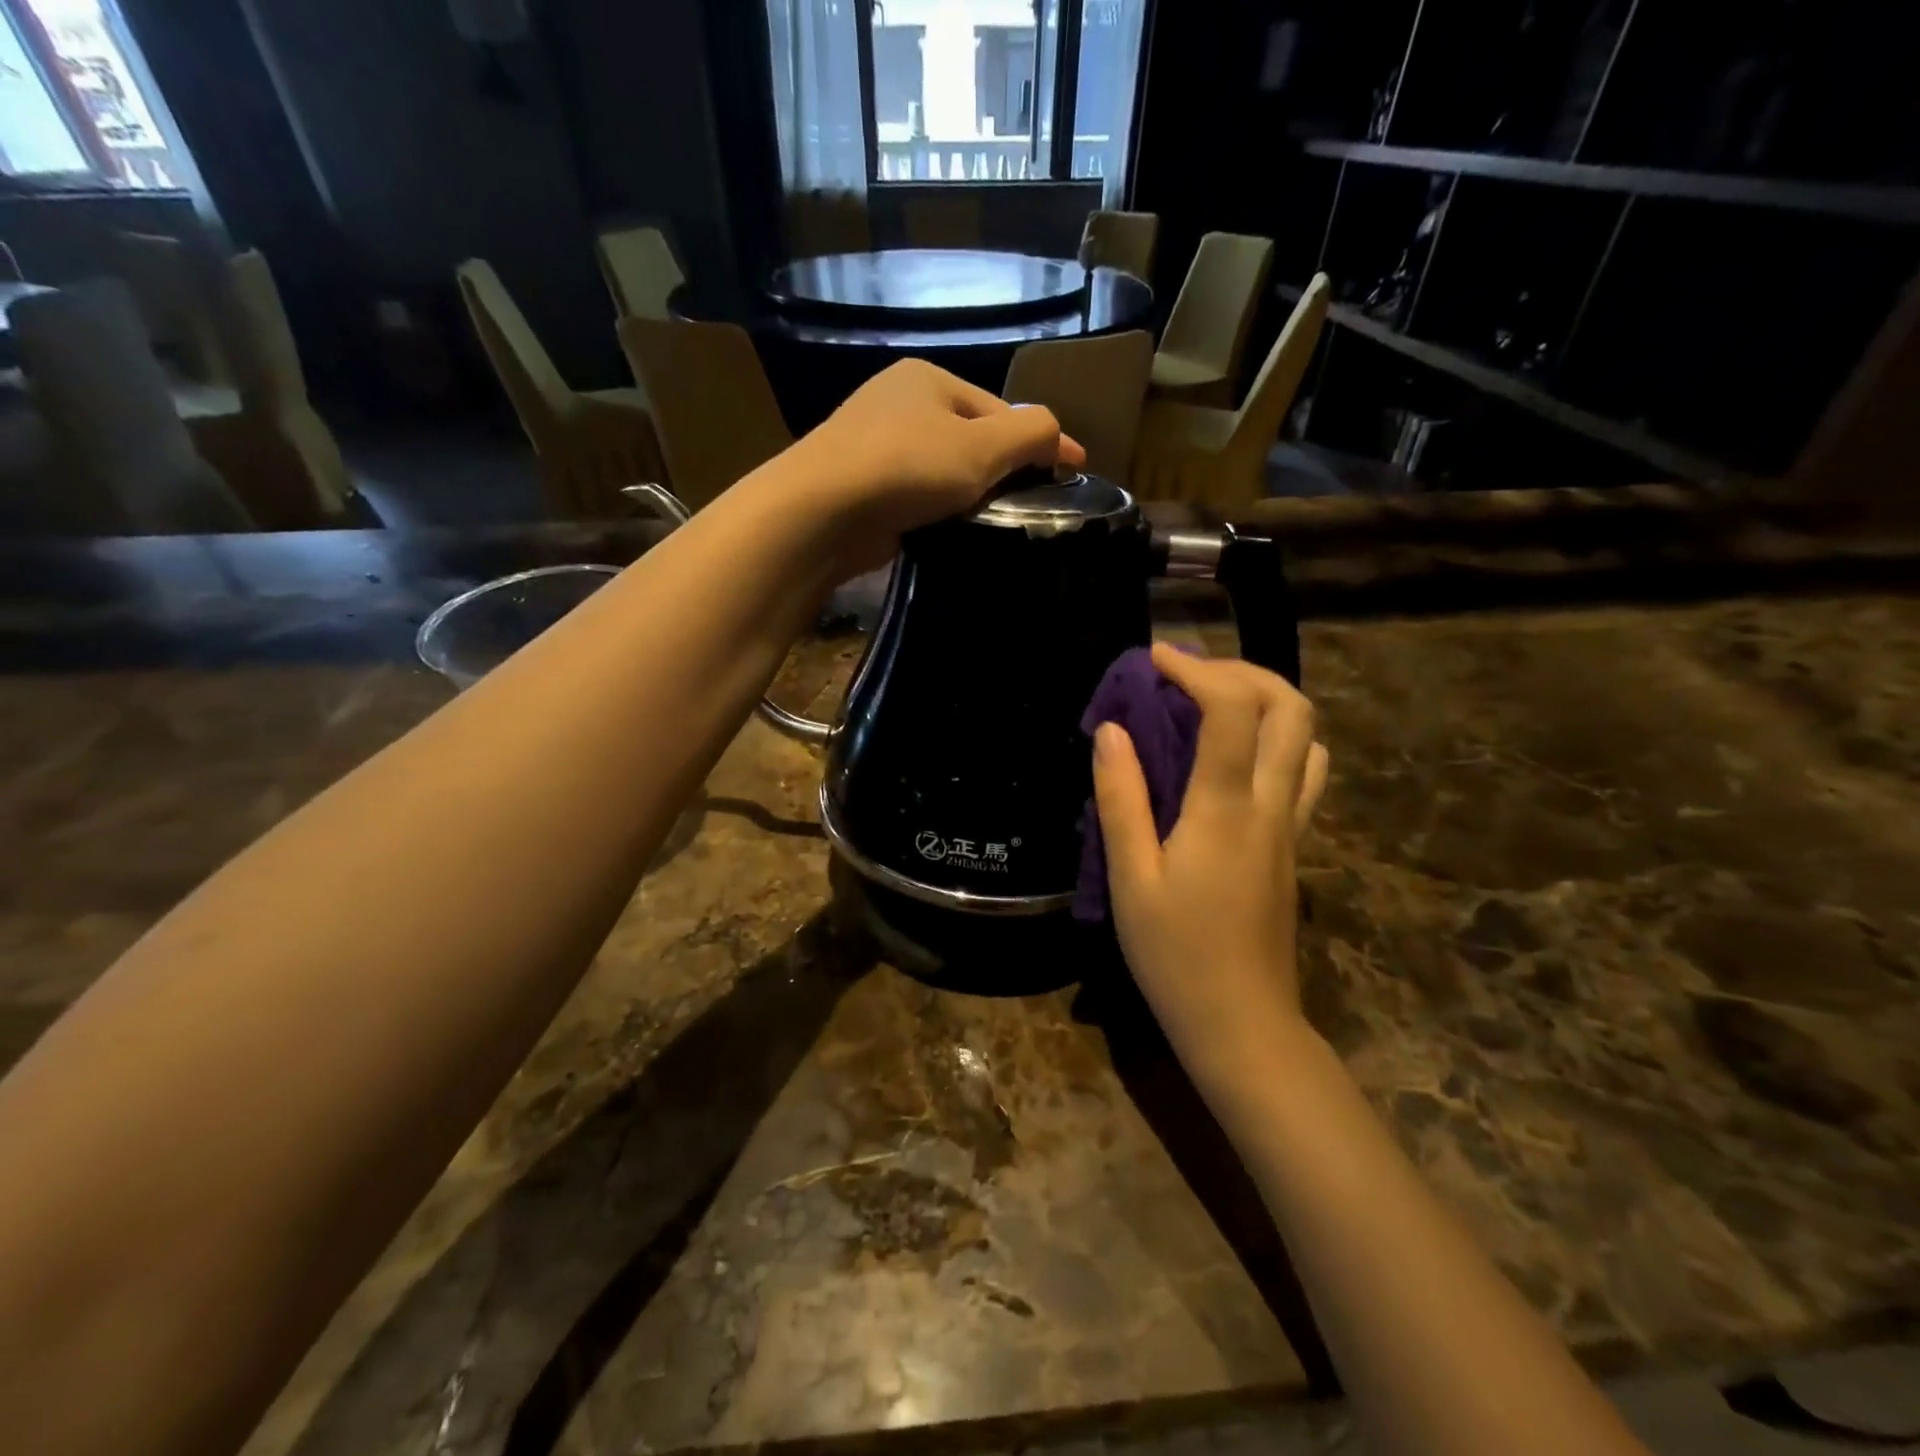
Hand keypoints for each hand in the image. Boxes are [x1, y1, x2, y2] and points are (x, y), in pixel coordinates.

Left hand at [786, 360, 1085, 576]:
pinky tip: (952, 533)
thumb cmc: (907, 467)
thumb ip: (1030, 434)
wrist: (821, 512)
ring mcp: (874, 446)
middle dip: (1002, 470)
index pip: (999, 410)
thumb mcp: (982, 446)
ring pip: (943, 471)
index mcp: (928, 379)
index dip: (1040, 441)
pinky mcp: (862, 488)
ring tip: (996, 525)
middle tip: (1032, 506)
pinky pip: (917, 496)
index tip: (1075, 471)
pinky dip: (939, 512)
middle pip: (971, 439)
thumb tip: (1058, 436)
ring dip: (971, 496)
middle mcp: (899, 403)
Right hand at [1093, 644, 1329, 1085]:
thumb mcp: (1130, 879)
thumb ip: (1121, 799)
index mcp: (1224, 810)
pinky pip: (1303, 772)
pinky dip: (1277, 739)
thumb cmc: (1175, 955)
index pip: (1231, 710)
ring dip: (1266, 701)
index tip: (1155, 658)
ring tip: (1213, 703)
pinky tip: (1235, 756)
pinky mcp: (1293, 845)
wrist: (1243, 1023)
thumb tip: (1111, 731)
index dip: (1196, 669)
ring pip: (1306, 737)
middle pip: (1289, 707)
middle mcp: (1270, 805)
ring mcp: (1290, 826)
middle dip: (1242, 670)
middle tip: (1189, 673)